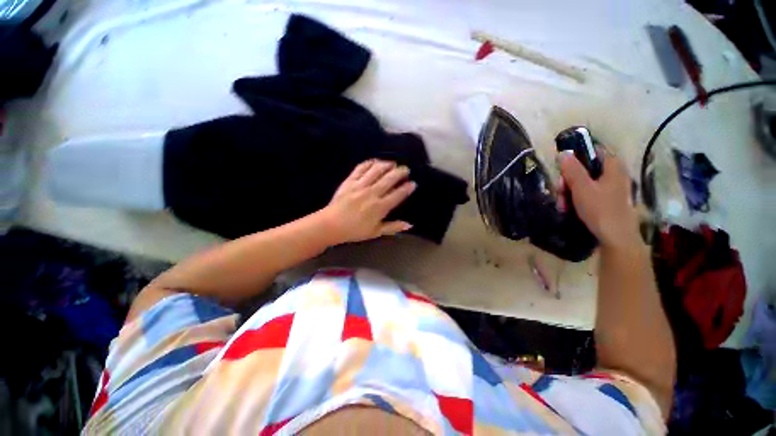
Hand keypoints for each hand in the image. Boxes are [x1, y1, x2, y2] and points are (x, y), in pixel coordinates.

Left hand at [319, 160, 415, 243]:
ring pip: (376, 170)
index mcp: (379, 207)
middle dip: (400, 172)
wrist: (330, 225)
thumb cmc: (354, 231)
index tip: (413, 183)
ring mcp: (360, 185)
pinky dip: (369, 163)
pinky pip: (360, 168)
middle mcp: (372, 193)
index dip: (407, 188)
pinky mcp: (349, 181)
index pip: (397, 195)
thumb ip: (393, 227)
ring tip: (393, 163)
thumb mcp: (375, 232)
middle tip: (405, 169)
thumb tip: (409, 224)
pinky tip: (374, 161)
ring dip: (386, 165)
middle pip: (389, 179)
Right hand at [559, 151, 641, 249]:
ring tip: (563, 205)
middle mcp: (614, 176)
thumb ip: (572, 170)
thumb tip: (563, 153)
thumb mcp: (582, 188)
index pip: (595, 152)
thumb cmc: (600, 209)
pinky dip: (577, 200)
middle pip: (587, 170)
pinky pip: (589, 195)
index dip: (578, 157)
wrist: (616, 238)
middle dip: (569, 180)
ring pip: (585, 184)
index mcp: (613, 168)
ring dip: (570, 192)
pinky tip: (569, 209)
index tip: (564, 167)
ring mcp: (612, 191)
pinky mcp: (608, 203)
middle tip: (560, 190)